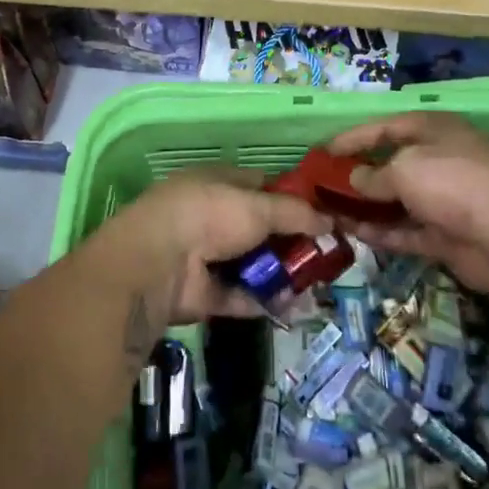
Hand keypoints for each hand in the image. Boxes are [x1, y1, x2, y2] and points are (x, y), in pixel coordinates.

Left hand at [97, 170, 331, 323]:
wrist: (158, 265)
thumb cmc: (209, 216)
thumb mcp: (259, 206)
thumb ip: (296, 213)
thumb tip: (330, 221)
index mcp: (217, 183)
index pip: (260, 185)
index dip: (292, 198)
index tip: (323, 213)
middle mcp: (211, 216)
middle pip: (260, 228)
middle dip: (291, 240)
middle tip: (327, 253)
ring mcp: (206, 256)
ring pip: (252, 263)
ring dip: (282, 273)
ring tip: (317, 283)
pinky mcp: (204, 293)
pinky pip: (242, 295)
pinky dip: (265, 300)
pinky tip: (295, 306)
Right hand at [326, 111, 488, 297]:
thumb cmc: (452, 182)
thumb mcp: (404, 169)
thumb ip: (373, 175)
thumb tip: (355, 179)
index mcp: (434, 130)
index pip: (386, 127)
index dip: (353, 137)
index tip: (324, 151)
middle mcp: (439, 160)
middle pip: (392, 164)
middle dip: (359, 175)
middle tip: (325, 184)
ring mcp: (444, 199)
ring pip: (397, 201)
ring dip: (367, 207)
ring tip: (331, 212)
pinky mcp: (445, 235)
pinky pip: (407, 230)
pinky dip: (383, 232)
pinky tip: (354, 234)